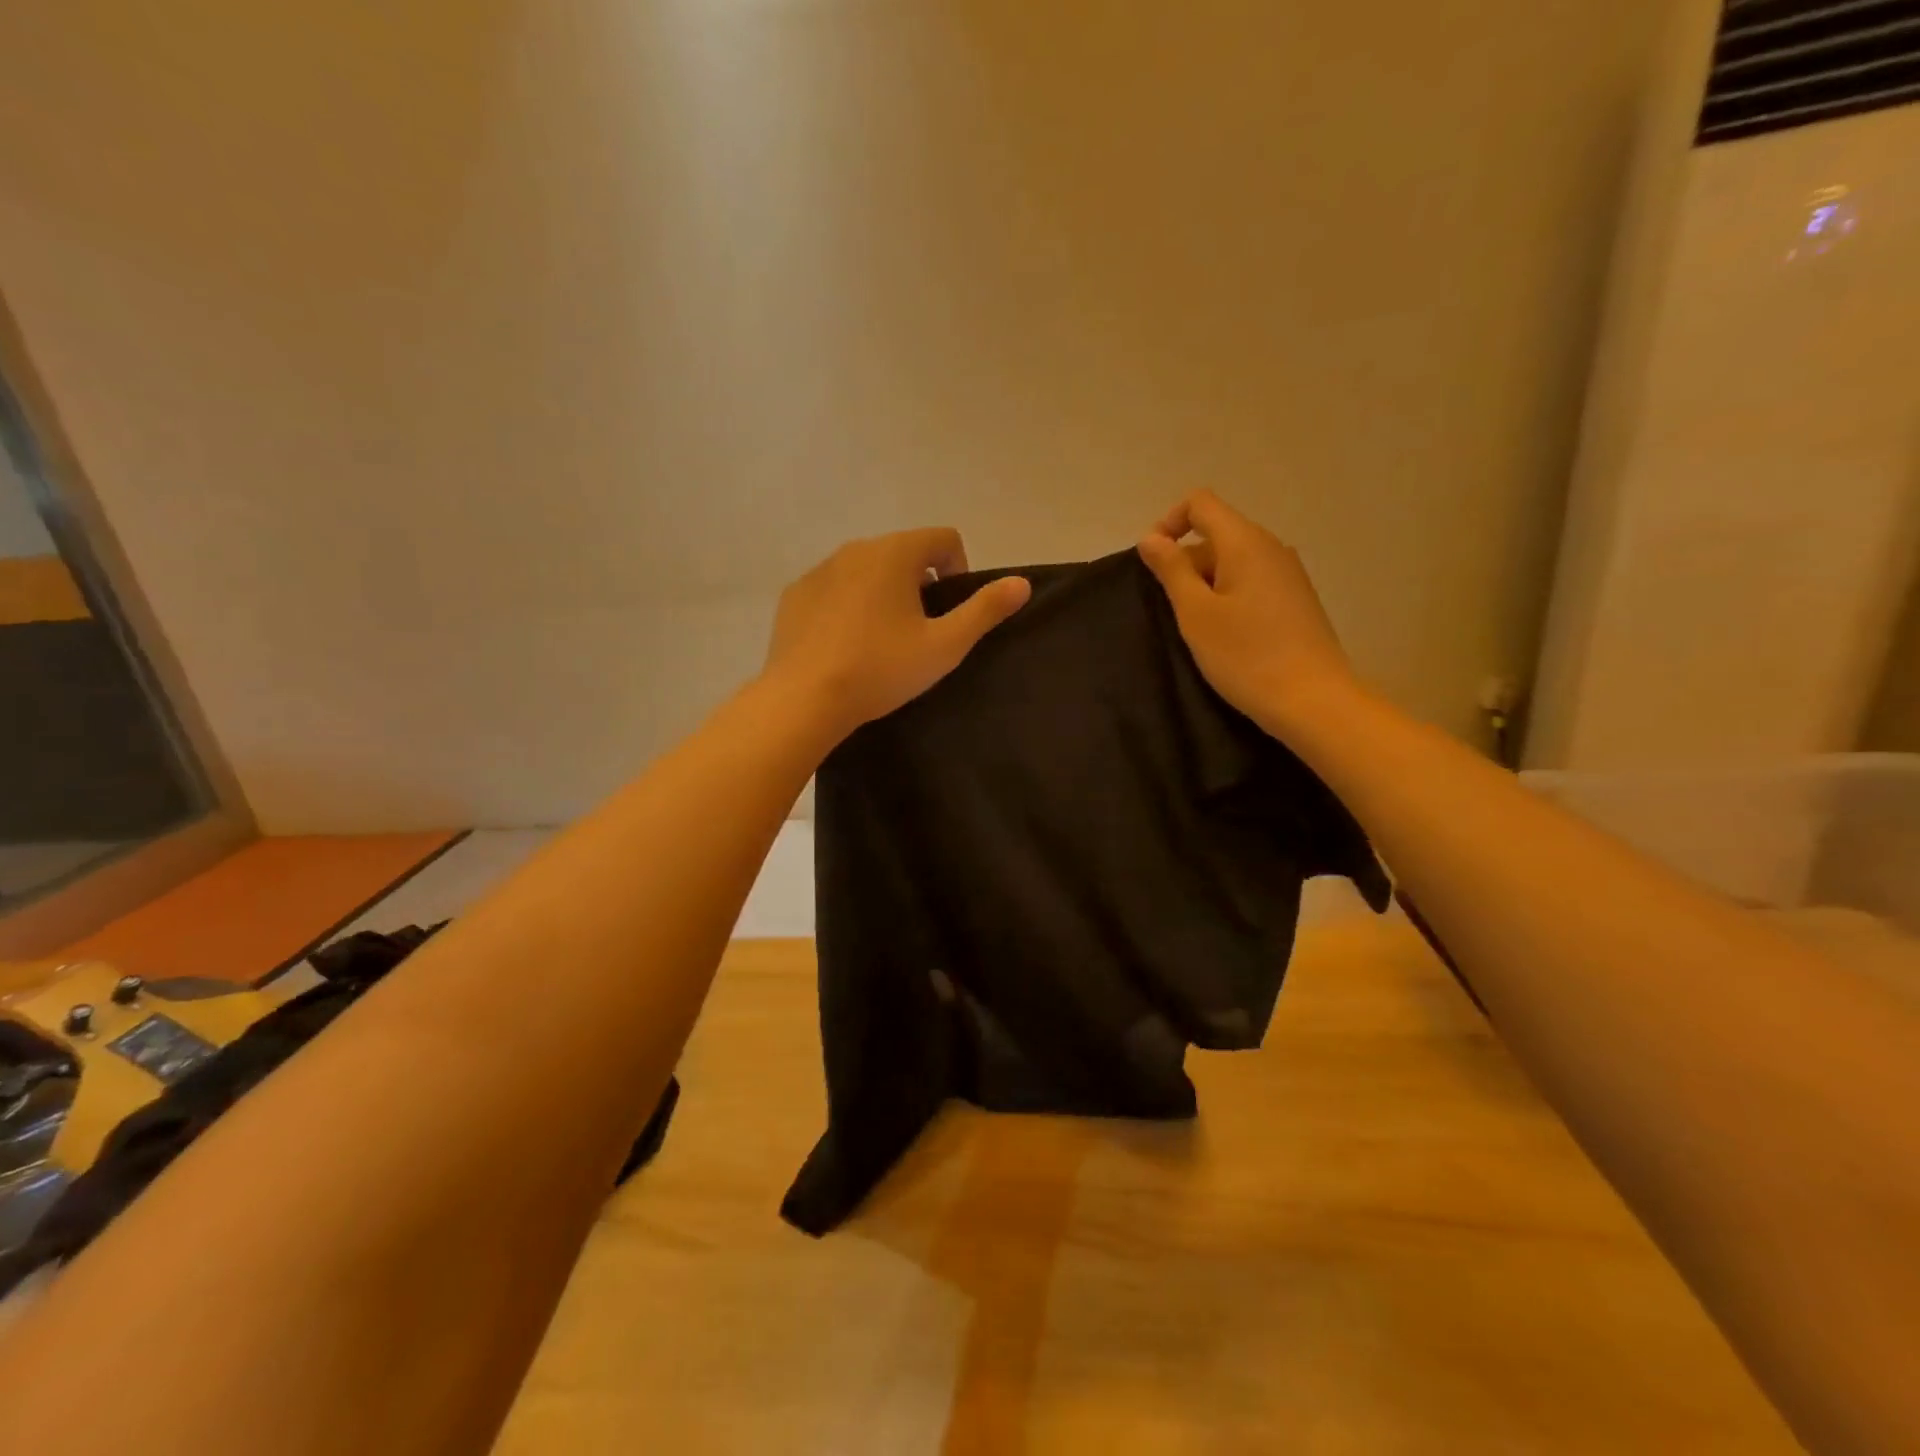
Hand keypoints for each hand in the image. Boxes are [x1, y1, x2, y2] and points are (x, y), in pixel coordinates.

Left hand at [764, 528, 1030, 741]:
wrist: (804, 699)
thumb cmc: (882, 668)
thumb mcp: (945, 645)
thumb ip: (985, 610)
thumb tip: (1022, 582)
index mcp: (895, 553)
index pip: (944, 539)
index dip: (960, 570)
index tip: (951, 612)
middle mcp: (855, 548)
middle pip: (904, 552)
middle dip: (920, 584)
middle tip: (920, 632)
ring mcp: (819, 570)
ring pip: (866, 570)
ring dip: (883, 593)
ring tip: (882, 641)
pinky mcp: (795, 595)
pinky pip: (834, 589)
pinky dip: (848, 606)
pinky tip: (846, 645)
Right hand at [1138, 491, 1362, 737]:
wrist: (1312, 700)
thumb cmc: (1245, 655)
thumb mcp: (1196, 614)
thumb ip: (1171, 570)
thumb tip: (1151, 538)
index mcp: (1245, 542)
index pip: (1200, 503)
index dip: (1169, 523)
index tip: (1154, 565)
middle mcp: (1271, 547)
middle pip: (1216, 533)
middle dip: (1185, 562)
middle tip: (1172, 610)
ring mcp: (1287, 573)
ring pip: (1233, 560)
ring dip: (1205, 584)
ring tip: (1197, 627)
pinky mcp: (1295, 599)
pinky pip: (1251, 581)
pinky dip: (1228, 596)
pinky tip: (1225, 635)